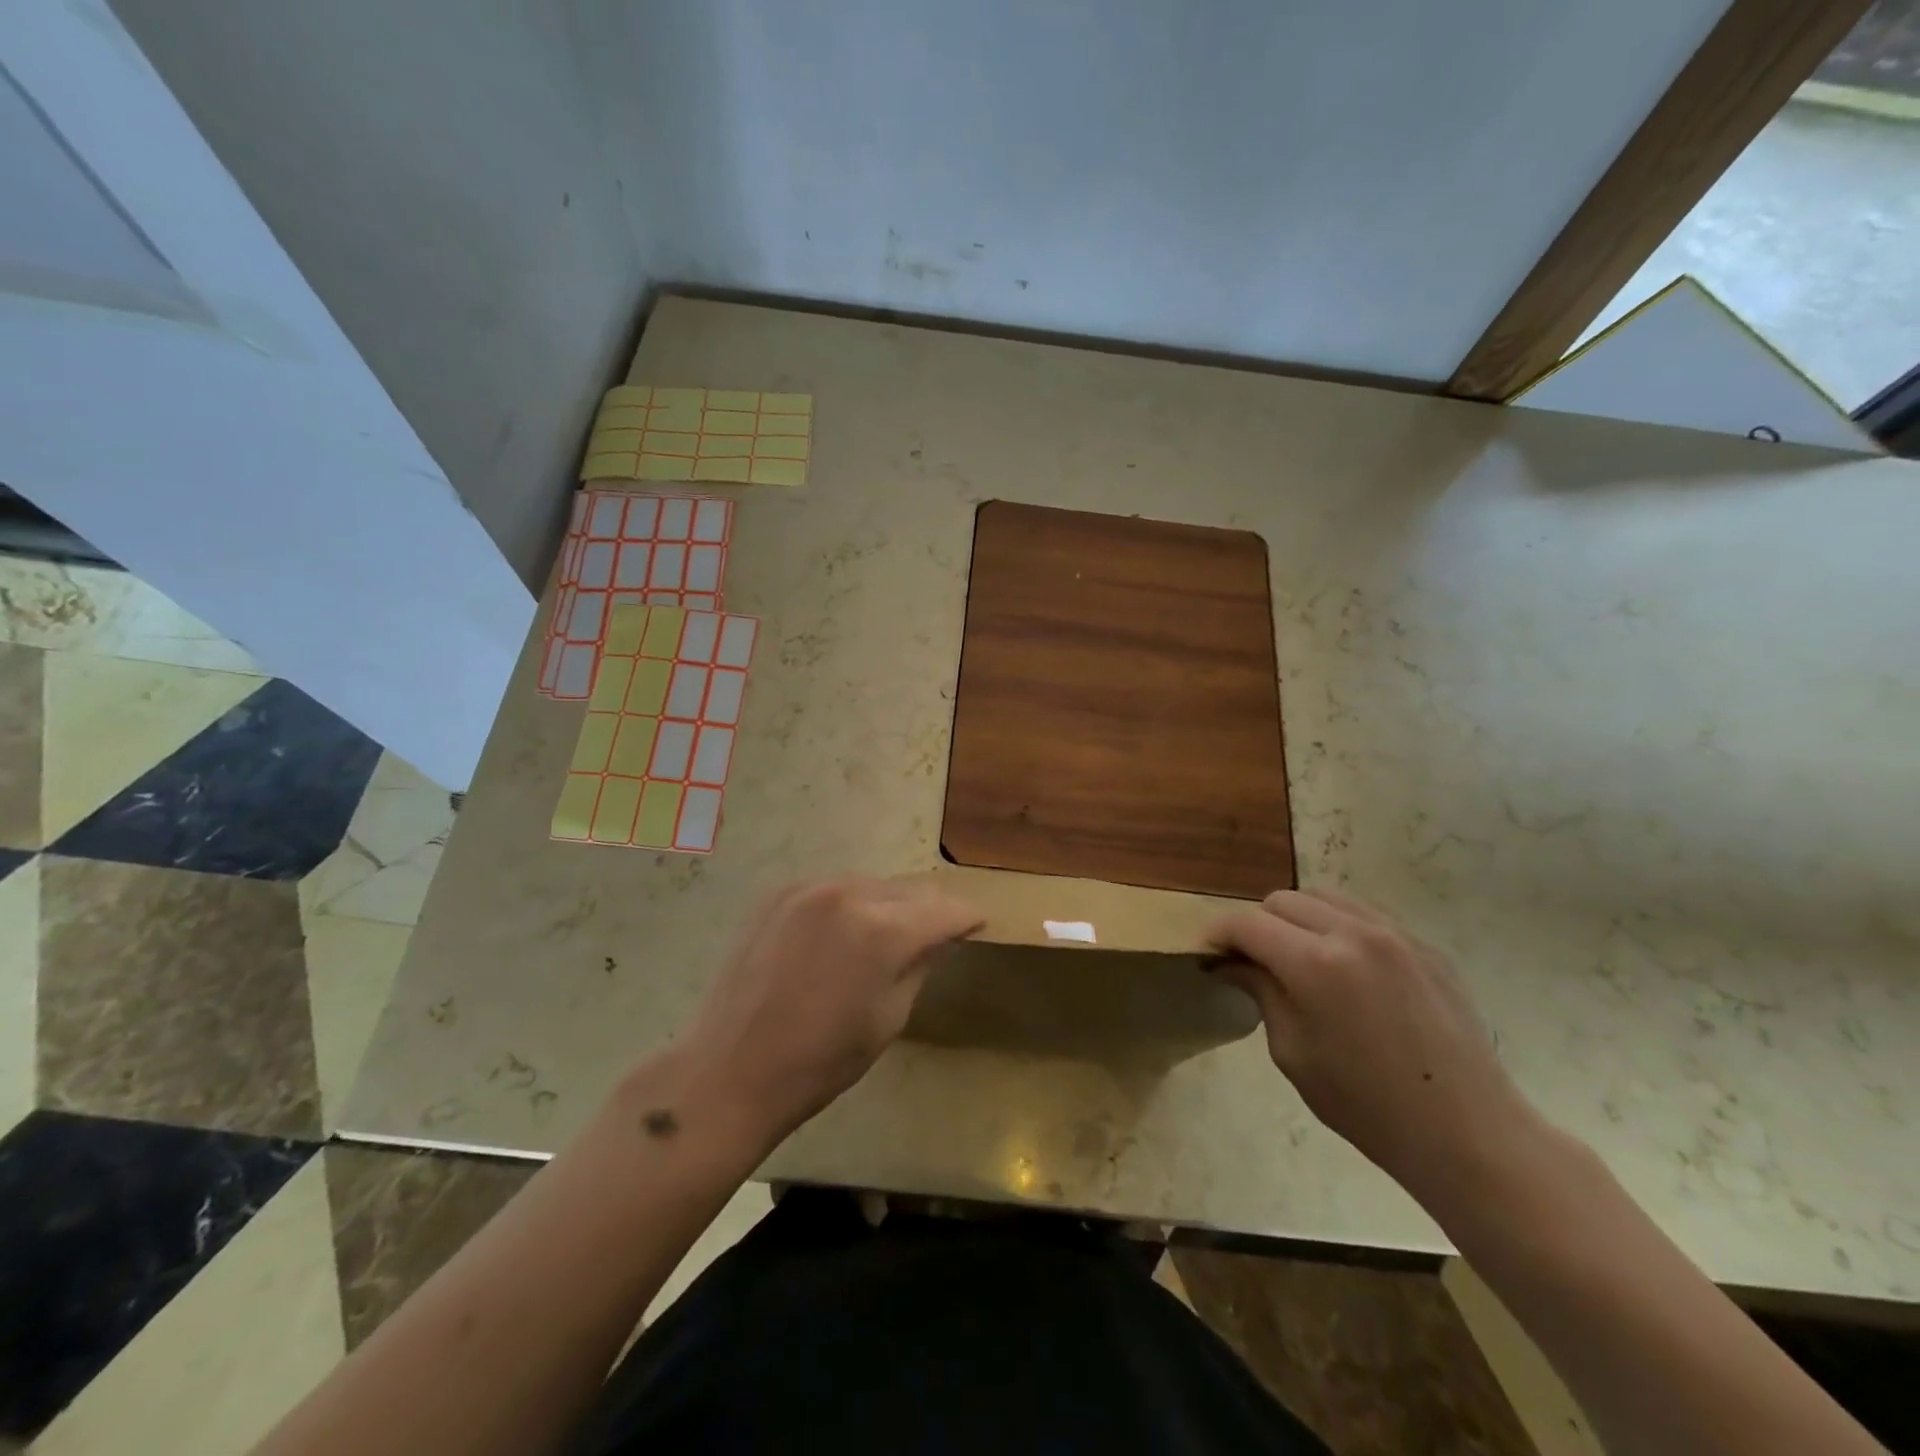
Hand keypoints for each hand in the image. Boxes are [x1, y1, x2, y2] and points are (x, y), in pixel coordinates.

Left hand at [682, 877, 982, 1144]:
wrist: (730, 1070)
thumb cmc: (820, 1061)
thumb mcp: (888, 1019)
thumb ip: (919, 966)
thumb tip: (939, 937)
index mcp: (881, 931)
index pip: (943, 910)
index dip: (966, 917)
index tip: (978, 923)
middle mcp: (847, 895)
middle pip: (908, 889)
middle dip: (929, 909)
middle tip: (941, 929)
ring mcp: (807, 889)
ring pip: (870, 885)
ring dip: (889, 904)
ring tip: (889, 933)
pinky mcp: (778, 895)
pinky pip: (832, 889)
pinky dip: (849, 905)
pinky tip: (843, 933)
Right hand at [1206, 888, 1543, 1210]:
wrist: (1470, 1135)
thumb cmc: (1368, 1107)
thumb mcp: (1294, 1053)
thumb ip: (1261, 993)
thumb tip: (1232, 963)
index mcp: (1315, 964)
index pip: (1247, 923)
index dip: (1219, 934)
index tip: (1210, 953)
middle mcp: (1353, 933)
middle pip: (1283, 900)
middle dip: (1258, 925)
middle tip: (1254, 962)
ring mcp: (1395, 935)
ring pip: (1324, 898)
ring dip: (1298, 919)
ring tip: (1299, 958)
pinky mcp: (1425, 946)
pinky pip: (1366, 916)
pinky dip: (1339, 928)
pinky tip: (1346, 970)